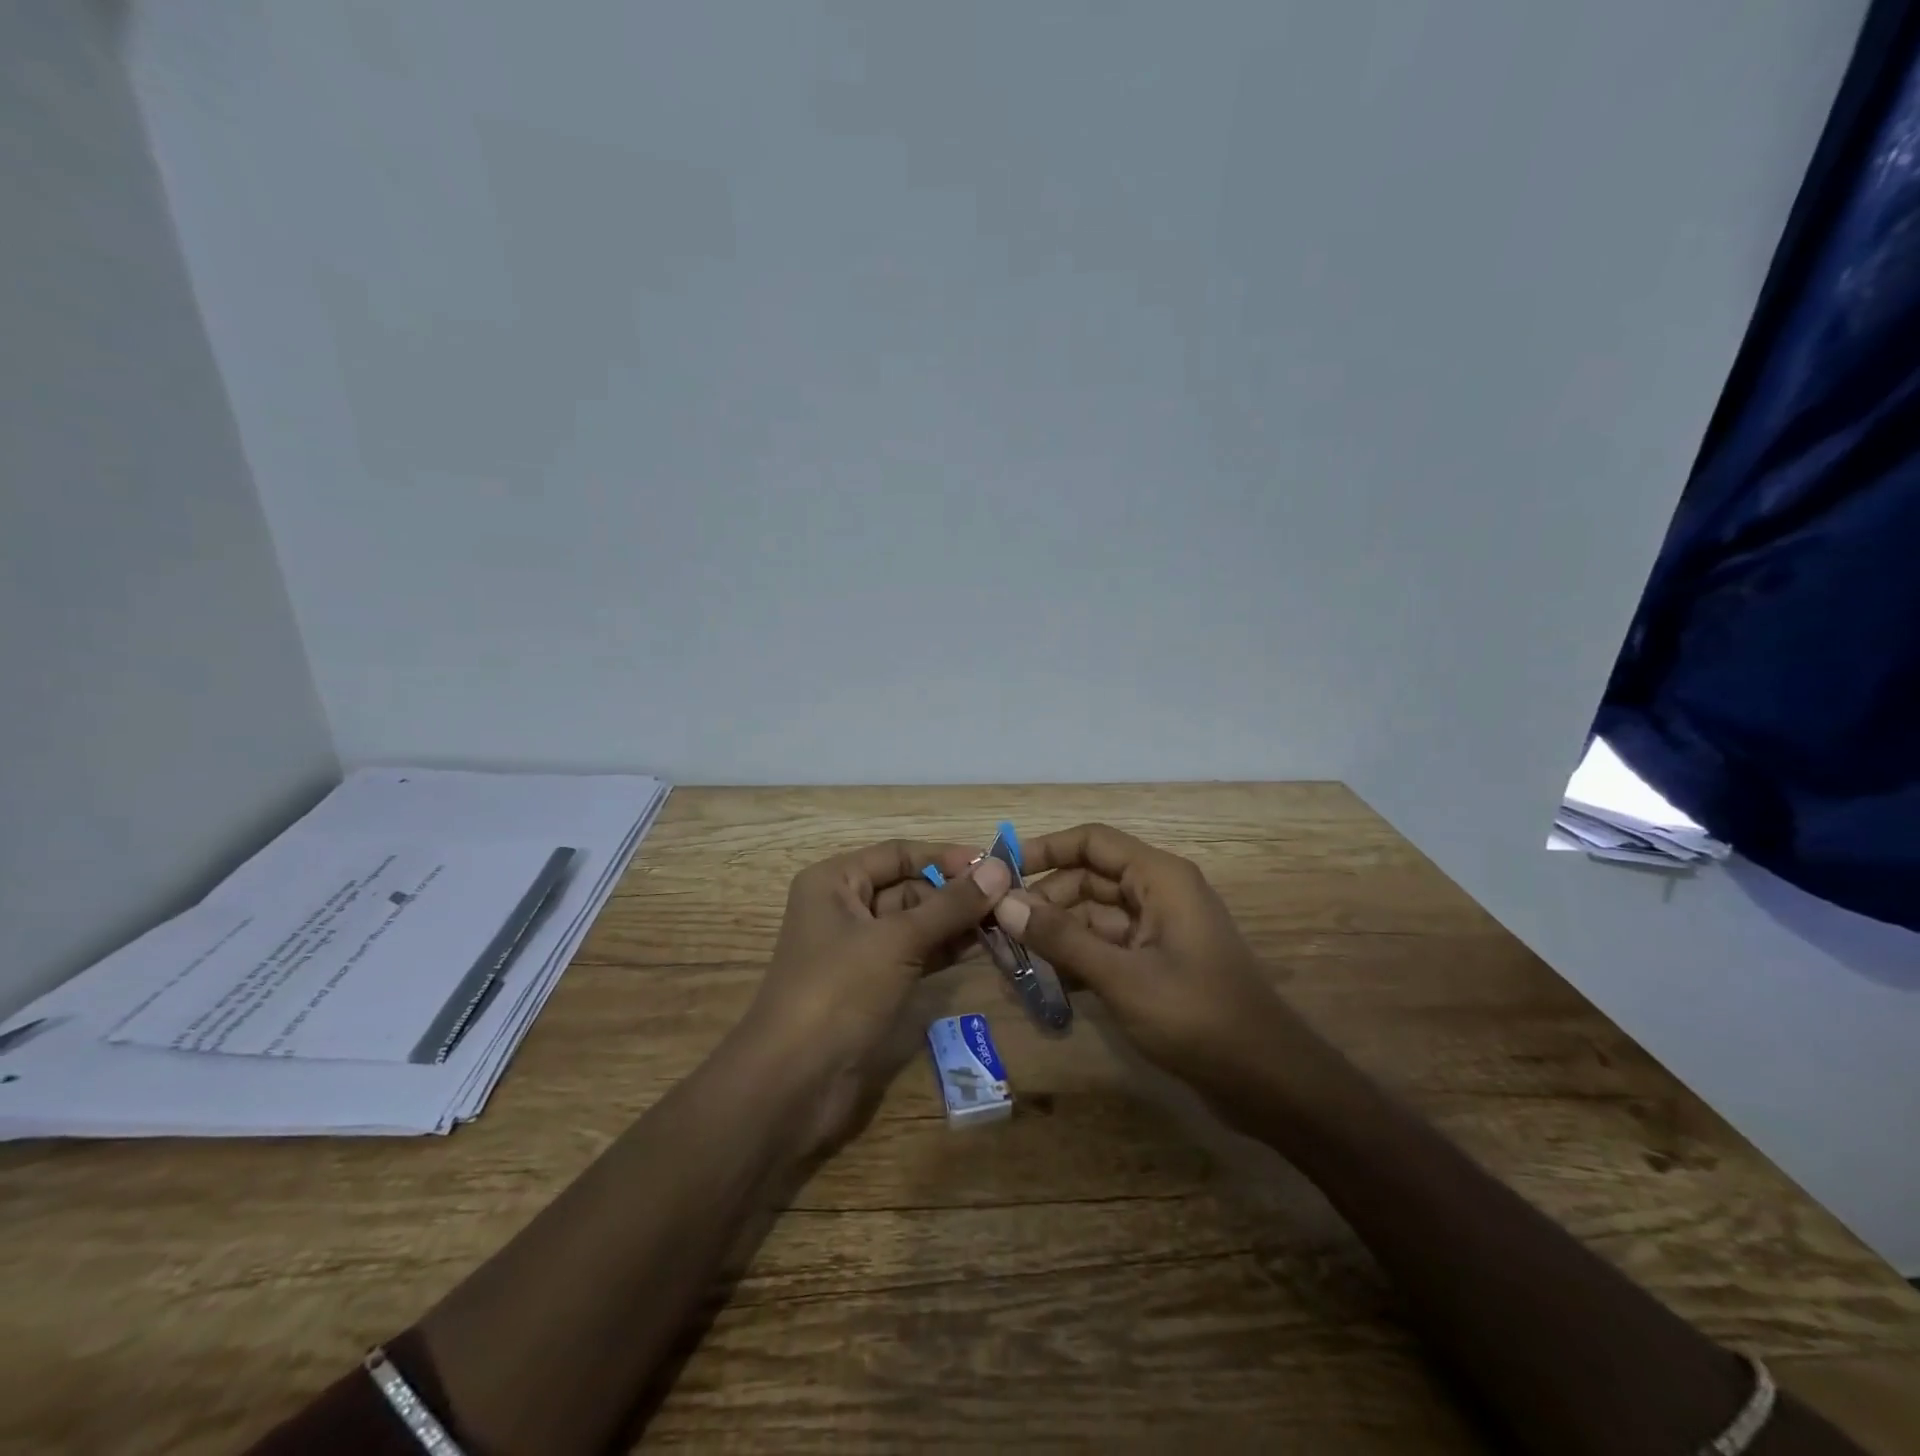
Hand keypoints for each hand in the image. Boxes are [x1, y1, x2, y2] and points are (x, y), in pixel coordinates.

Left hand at [739, 839, 1012, 1153]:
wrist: (794, 1083)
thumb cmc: (839, 992)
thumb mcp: (897, 941)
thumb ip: (949, 905)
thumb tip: (999, 870)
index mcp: (835, 882)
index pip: (899, 854)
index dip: (946, 857)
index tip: (996, 864)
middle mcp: (844, 907)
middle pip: (909, 887)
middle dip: (956, 892)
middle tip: (1009, 899)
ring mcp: (859, 949)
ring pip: (916, 923)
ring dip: (957, 922)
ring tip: (1006, 921)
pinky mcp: (872, 985)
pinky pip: (916, 954)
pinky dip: (946, 949)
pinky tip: (984, 946)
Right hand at [991, 823, 1299, 1093]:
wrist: (1267, 1081)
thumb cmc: (1196, 1016)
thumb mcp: (1121, 976)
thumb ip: (1061, 938)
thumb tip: (1005, 903)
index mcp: (1159, 877)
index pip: (1092, 841)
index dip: (1045, 849)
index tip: (1000, 871)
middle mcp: (1158, 893)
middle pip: (1089, 878)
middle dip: (1045, 899)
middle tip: (999, 927)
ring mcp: (1159, 929)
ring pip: (1095, 914)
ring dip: (1058, 931)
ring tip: (1013, 957)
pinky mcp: (1158, 962)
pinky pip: (1108, 945)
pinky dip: (1079, 956)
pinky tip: (1047, 982)